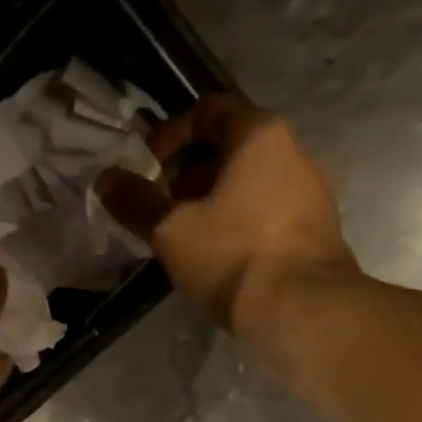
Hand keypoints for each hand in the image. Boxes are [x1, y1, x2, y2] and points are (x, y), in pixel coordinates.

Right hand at [96, 97, 360, 333]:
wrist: (303, 310)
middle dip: (188, 173)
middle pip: (230, 147)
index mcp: (259, 135)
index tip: (147, 170)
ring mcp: (311, 190)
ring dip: (212, 200)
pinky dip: (238, 220)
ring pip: (250, 181)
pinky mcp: (316, 227)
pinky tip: (218, 255)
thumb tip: (105, 179)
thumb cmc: (233, 257)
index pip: (208, 111)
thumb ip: (136, 202)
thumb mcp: (171, 231)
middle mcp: (294, 150)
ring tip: (185, 236)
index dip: (169, 136)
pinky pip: (267, 209)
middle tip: (162, 207)